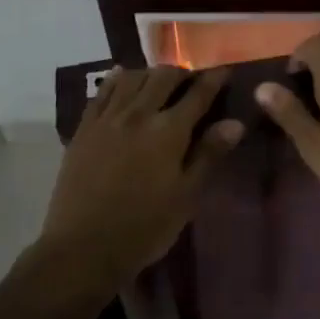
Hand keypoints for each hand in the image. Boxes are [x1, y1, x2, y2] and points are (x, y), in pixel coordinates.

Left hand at [40, 66, 243, 285]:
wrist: (83, 248)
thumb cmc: (145, 227)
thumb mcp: (186, 195)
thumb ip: (210, 154)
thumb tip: (235, 123)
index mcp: (169, 131)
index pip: (198, 94)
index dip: (214, 79)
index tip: (225, 70)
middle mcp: (139, 114)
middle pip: (163, 77)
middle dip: (182, 73)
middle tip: (193, 78)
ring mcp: (108, 119)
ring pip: (132, 78)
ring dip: (151, 73)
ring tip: (160, 81)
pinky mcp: (84, 129)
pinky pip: (102, 93)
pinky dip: (117, 80)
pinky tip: (123, 77)